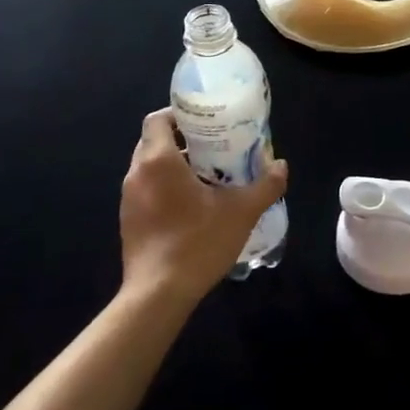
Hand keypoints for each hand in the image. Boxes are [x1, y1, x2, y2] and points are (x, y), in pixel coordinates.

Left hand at [119, 108, 288, 309]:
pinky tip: (192, 205)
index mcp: (158, 160)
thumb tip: (281, 166)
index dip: (180, 114)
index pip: (158, 119)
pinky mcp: (128, 221)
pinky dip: (165, 188)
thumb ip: (266, 185)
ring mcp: (128, 199)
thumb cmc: (198, 242)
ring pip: (149, 167)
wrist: (158, 295)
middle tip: (214, 146)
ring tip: (207, 175)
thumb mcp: (242, 212)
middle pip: (154, 141)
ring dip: (174, 165)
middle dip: (182, 139)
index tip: (206, 121)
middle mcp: (137, 174)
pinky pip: (146, 191)